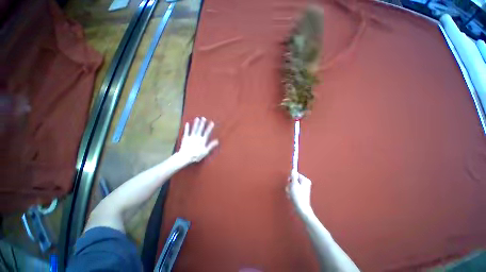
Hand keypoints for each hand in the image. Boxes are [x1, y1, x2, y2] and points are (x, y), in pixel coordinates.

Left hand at [177, 117, 218, 163]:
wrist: (185, 157)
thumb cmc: (196, 155)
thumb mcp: (205, 151)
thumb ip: (211, 145)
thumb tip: (217, 141)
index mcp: (202, 140)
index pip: (207, 132)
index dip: (209, 127)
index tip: (212, 122)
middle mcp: (197, 137)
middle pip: (200, 129)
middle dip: (202, 123)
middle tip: (203, 118)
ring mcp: (191, 137)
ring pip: (194, 129)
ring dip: (195, 123)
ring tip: (197, 118)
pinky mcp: (185, 138)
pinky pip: (186, 132)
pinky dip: (186, 128)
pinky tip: (187, 123)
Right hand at [286, 173, 313, 215]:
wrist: (301, 208)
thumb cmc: (298, 196)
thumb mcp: (294, 184)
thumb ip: (293, 176)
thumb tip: (293, 169)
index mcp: (305, 180)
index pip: (295, 174)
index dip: (291, 178)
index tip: (289, 182)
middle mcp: (305, 184)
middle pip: (293, 180)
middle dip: (289, 184)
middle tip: (290, 189)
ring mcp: (303, 189)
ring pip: (292, 186)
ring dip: (289, 189)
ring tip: (291, 194)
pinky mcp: (300, 194)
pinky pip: (293, 190)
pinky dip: (291, 193)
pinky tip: (291, 197)